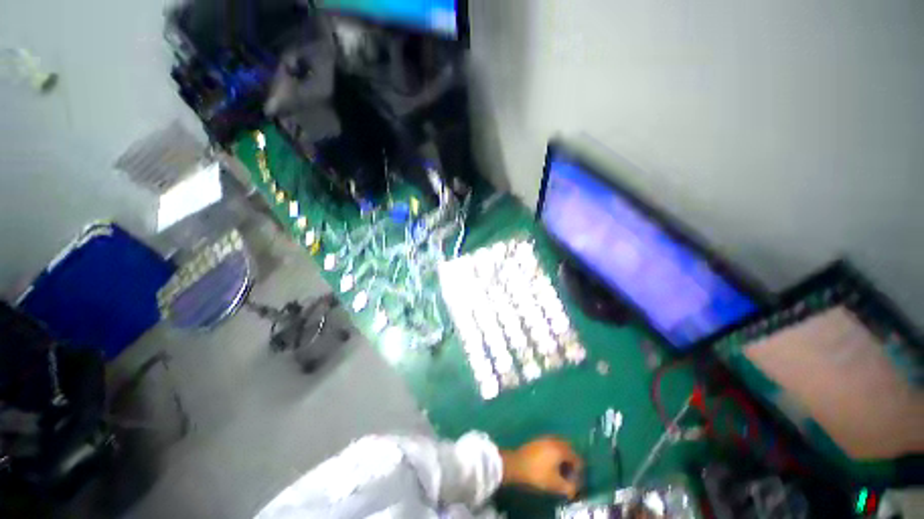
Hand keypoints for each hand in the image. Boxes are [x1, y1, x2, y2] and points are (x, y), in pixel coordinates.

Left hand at [500, 436, 582, 498]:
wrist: (515, 465)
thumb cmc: (537, 474)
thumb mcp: (555, 485)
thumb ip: (569, 488)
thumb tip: (575, 489)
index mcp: (561, 449)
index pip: (577, 458)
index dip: (579, 471)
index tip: (575, 481)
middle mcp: (554, 440)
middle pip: (569, 449)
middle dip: (572, 461)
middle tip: (570, 474)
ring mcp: (545, 438)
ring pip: (560, 445)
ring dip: (563, 456)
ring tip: (560, 470)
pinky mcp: (537, 440)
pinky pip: (551, 444)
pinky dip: (555, 453)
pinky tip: (551, 463)